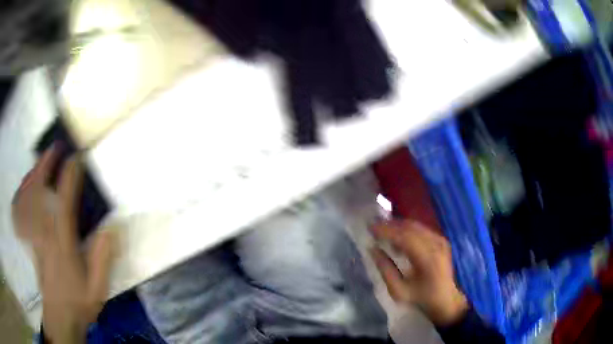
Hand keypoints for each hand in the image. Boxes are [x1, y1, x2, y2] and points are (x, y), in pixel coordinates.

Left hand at [12, 146, 113, 343]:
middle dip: (46, 165)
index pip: (64, 200)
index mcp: (62, 242)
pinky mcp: (29, 240)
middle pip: (39, 191)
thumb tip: (112, 226)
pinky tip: (24, 189)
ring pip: (28, 198)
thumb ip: (103, 257)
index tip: (77, 158)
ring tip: (40, 162)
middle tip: (55, 148)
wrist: (60, 316)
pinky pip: (20, 212)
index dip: (70, 175)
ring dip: (33, 175)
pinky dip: (20, 196)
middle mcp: (44, 233)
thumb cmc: (79, 301)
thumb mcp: (98, 287)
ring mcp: (33, 235)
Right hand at [371, 220, 467, 325]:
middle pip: (410, 227)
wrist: (445, 299)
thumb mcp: (399, 291)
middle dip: (390, 225)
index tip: (370, 228)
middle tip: (374, 226)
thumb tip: (372, 250)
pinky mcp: (441, 240)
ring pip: (416, 225)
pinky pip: (422, 229)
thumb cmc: (420, 297)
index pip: (404, 236)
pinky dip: (408, 230)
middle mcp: (436, 245)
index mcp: (427, 259)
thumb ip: (385, 270)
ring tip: (383, 231)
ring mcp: (440, 241)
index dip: (386, 230)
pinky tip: (399, 238)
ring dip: (398, 226)